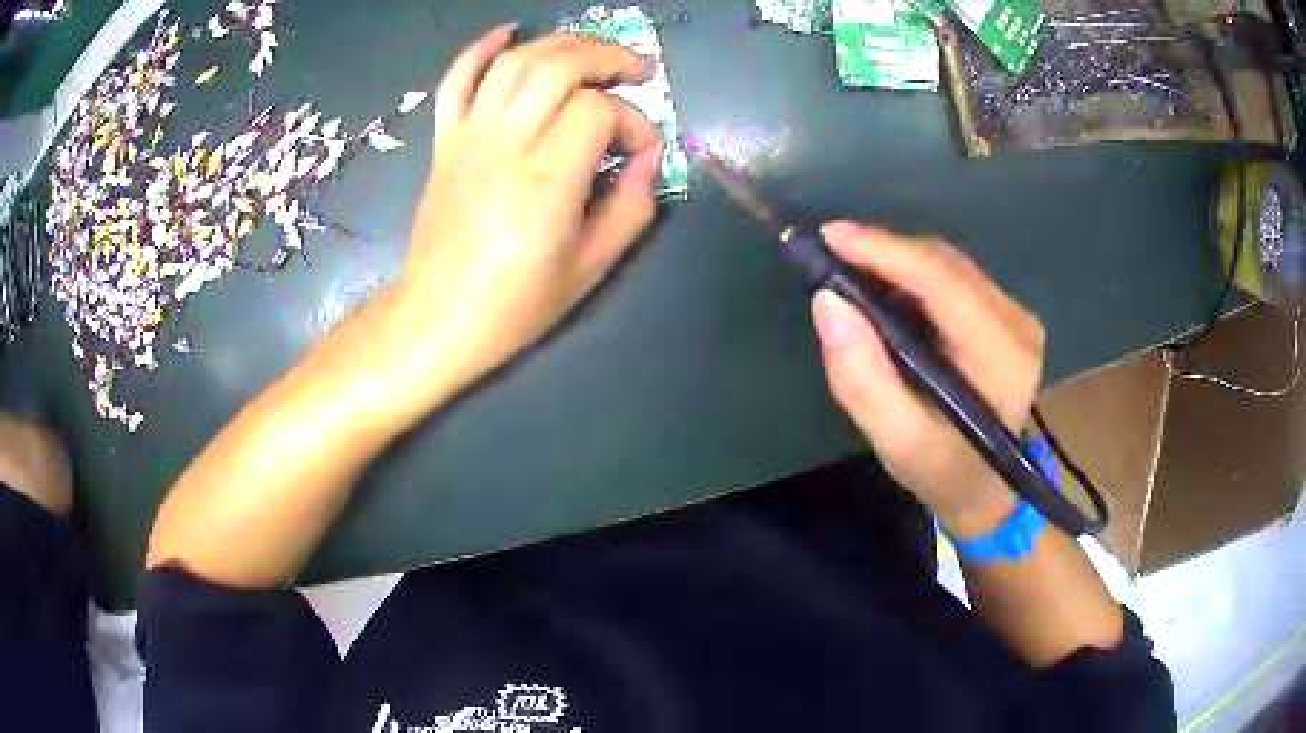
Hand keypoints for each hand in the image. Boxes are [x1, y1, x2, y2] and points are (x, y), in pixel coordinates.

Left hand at [391, 25, 662, 399]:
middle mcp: (505, 144)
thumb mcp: (591, 268)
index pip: (598, 111)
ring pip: (514, 62)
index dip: (633, 120)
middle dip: (606, 58)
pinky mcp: (446, 141)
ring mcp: (469, 137)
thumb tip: (648, 158)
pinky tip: (507, 33)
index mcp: (546, 179)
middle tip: (635, 71)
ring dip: (559, 45)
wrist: (436, 317)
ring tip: (591, 54)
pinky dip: (480, 49)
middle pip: (557, 66)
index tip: (642, 151)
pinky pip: (456, 80)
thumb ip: (632, 207)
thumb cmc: (515, 304)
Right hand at [811, 222, 1044, 537]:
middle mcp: (1018, 324)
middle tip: (829, 254)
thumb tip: (828, 302)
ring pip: (948, 263)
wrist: (985, 489)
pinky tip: (883, 284)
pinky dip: (912, 273)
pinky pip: (953, 275)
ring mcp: (1016, 315)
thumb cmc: (943, 472)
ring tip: (849, 266)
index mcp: (1002, 357)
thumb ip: (862, 379)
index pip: (943, 283)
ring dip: (896, 259)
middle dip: (884, 251)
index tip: (830, 237)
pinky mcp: (1006, 314)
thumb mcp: (897, 442)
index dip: (886, 252)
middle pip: (945, 264)